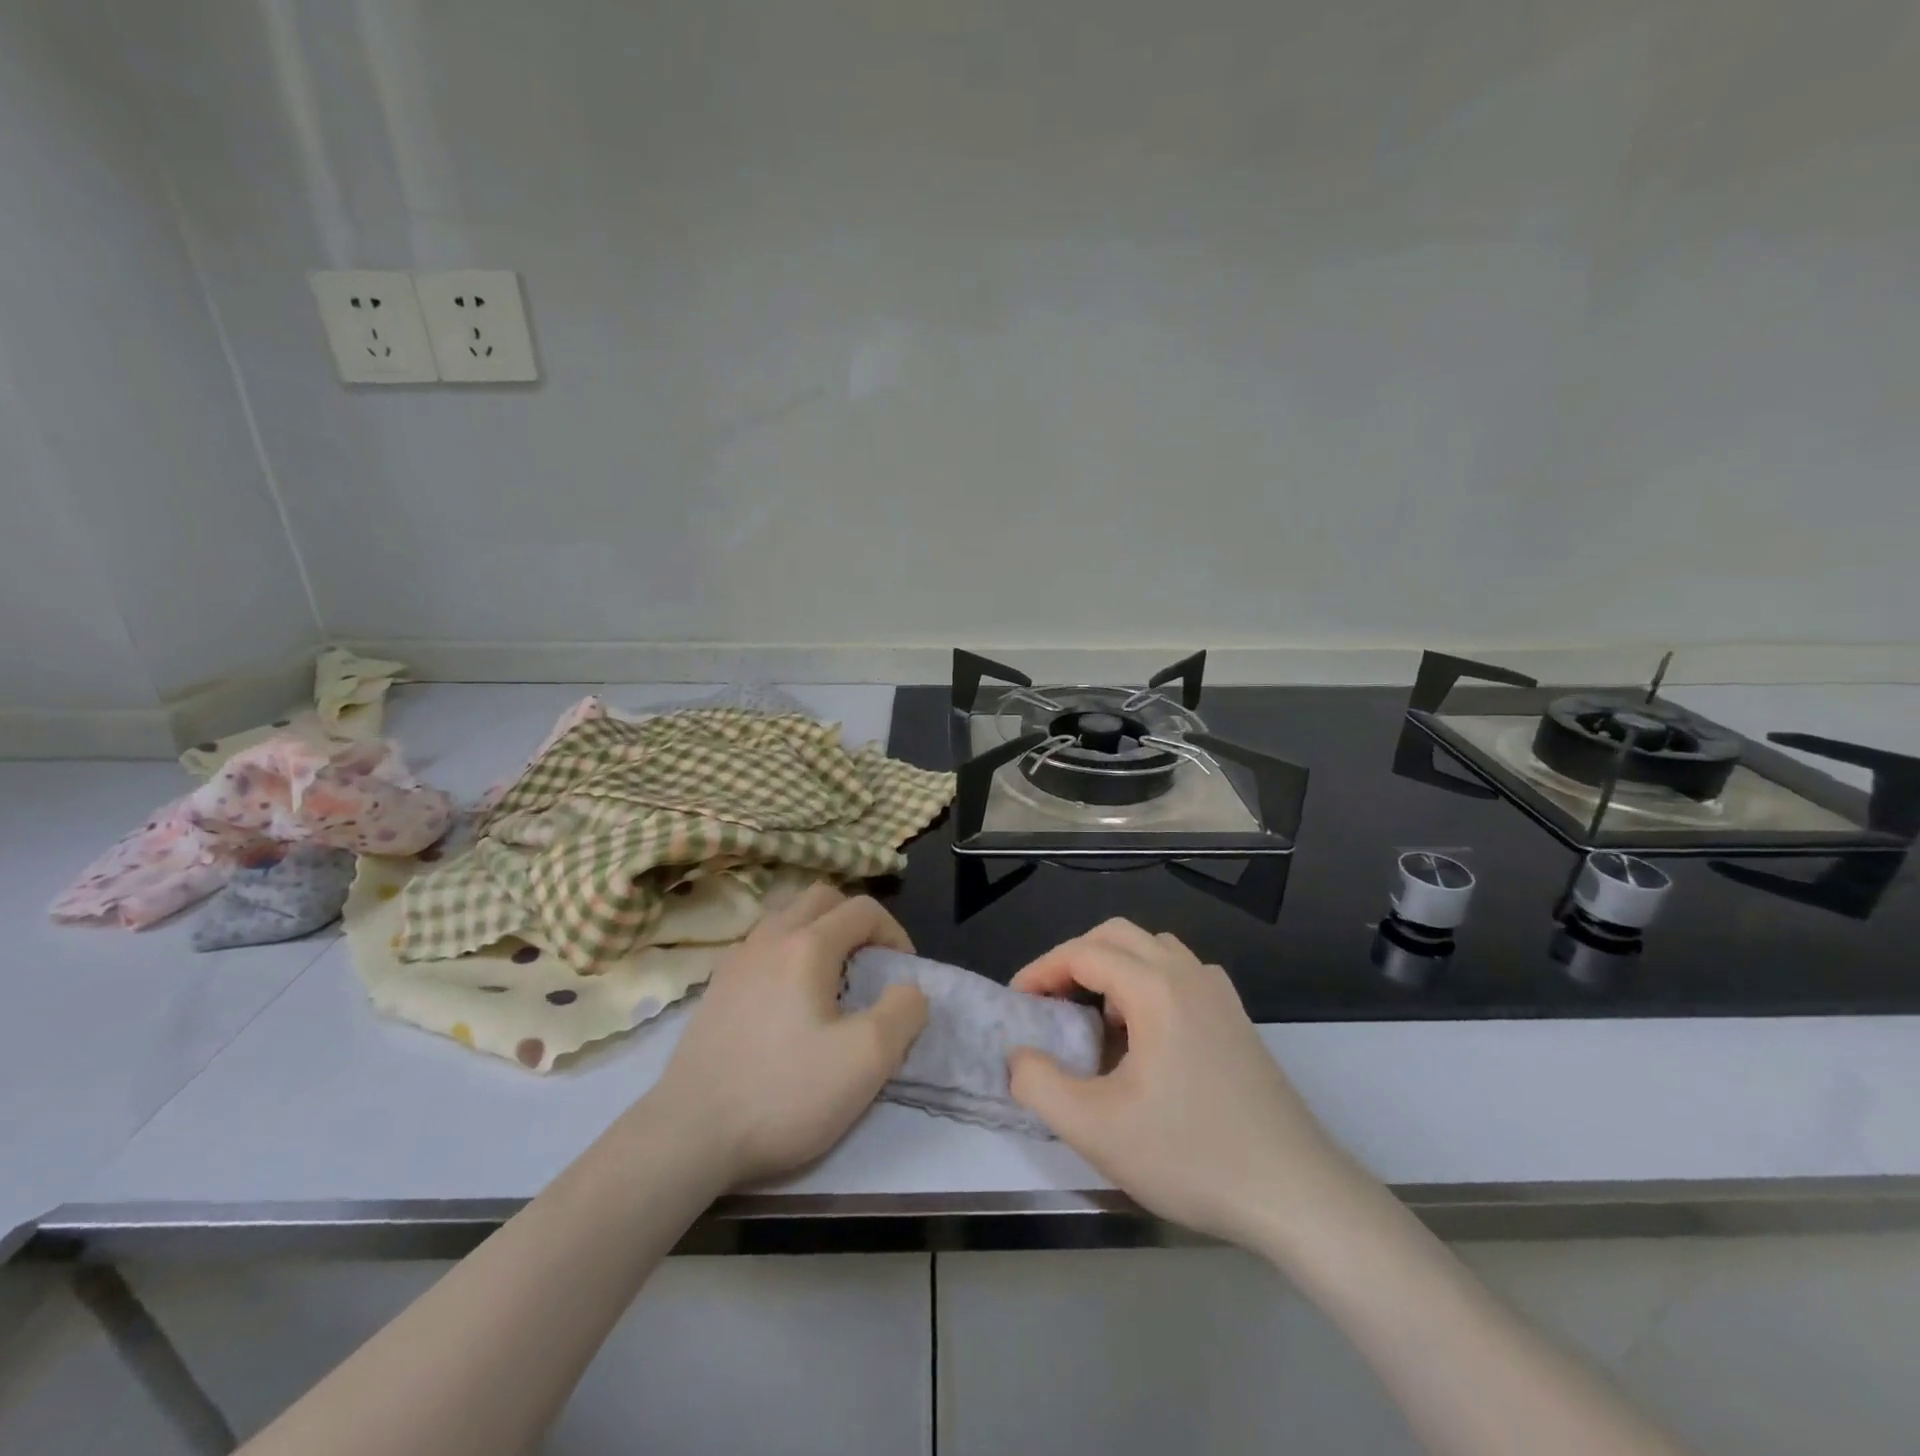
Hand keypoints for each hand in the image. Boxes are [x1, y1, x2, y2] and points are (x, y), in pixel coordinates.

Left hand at [649, 884, 928, 1188]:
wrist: (689, 1136)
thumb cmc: (785, 1093)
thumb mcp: (868, 1059)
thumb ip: (904, 1011)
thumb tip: (908, 989)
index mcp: (807, 944)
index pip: (863, 909)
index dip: (895, 933)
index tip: (902, 975)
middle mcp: (769, 937)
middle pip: (822, 898)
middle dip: (856, 921)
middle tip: (870, 965)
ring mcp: (735, 960)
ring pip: (787, 918)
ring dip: (820, 933)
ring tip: (832, 982)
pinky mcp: (715, 989)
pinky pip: (762, 947)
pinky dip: (788, 953)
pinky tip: (790, 1002)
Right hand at [1008, 919, 1354, 1249]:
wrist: (1296, 1194)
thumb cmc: (1191, 1154)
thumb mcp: (1095, 1128)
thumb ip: (1039, 1084)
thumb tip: (1020, 1056)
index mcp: (1155, 987)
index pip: (1083, 953)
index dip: (1041, 971)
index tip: (1017, 1003)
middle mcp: (1189, 975)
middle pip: (1117, 936)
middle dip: (1074, 959)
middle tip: (1049, 1002)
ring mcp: (1219, 995)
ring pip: (1152, 951)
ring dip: (1113, 969)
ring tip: (1095, 1020)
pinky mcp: (1237, 1021)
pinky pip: (1180, 976)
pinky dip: (1147, 985)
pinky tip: (1144, 1037)